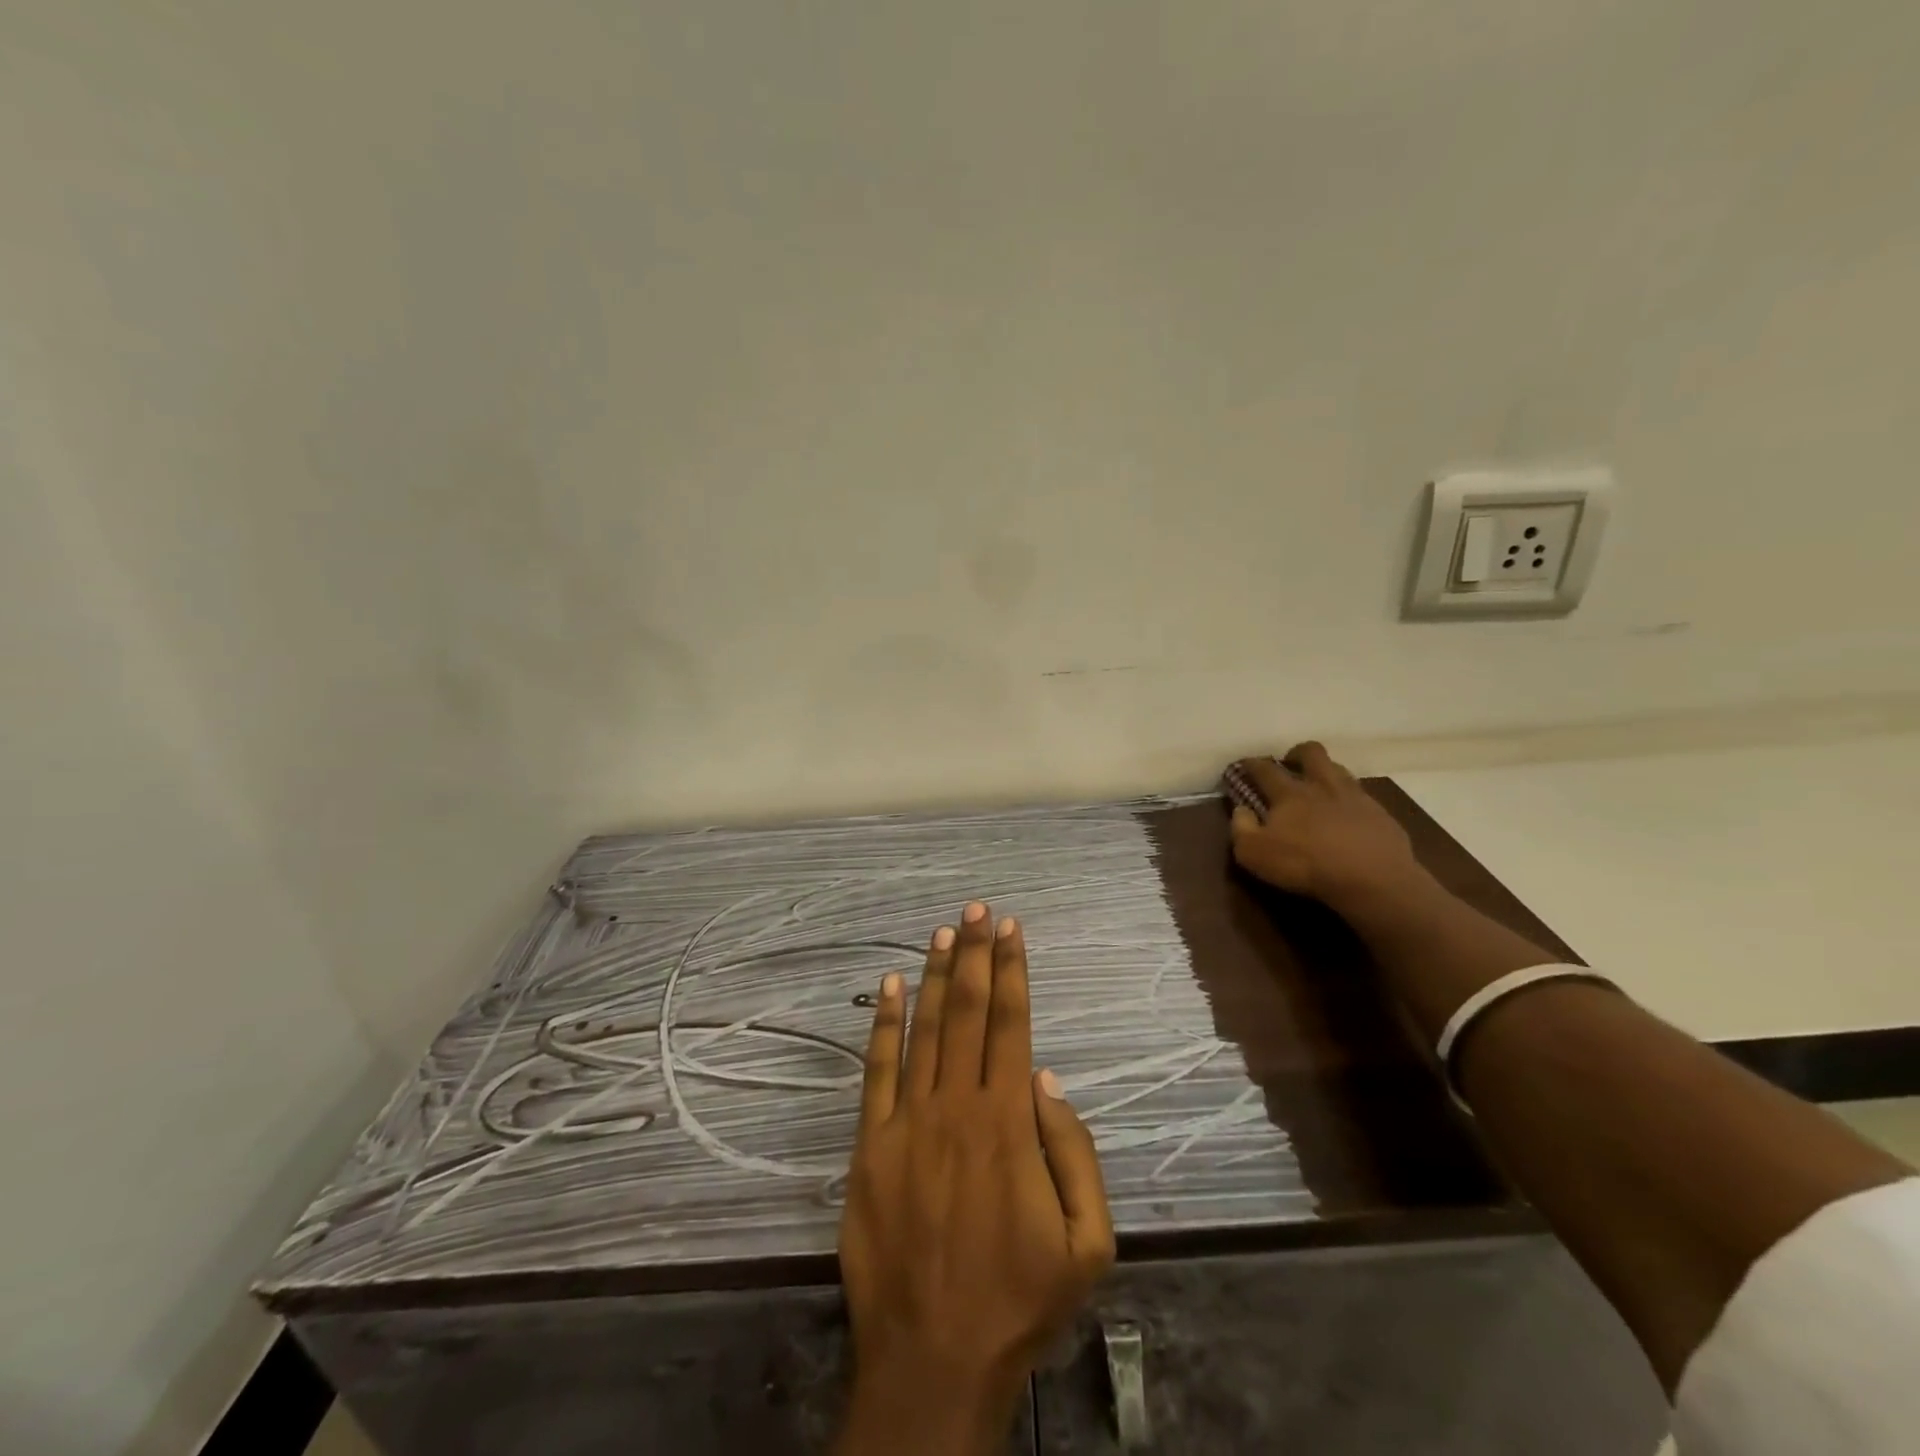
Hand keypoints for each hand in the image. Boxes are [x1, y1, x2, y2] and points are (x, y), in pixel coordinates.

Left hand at [835, 903, 1114, 1455]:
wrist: (932, 1359)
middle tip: (978, 908)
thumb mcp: (1087, 1243)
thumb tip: (1047, 1077)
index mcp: (1007, 1124)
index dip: (1013, 971)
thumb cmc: (1018, 1300)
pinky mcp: (869, 1145)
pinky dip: (882, 1023)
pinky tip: (888, 985)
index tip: (1012, 928)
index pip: (1011, 1025)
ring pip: (923, 1029)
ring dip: (934, 975)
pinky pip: (876, 1070)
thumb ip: (1075, 1153)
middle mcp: (956, 1106)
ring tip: (944, 931)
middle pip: (967, 1012)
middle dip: (976, 954)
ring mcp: (907, 1122)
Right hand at [1228, 742, 1429, 914]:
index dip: (1251, 764)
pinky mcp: (1381, 815)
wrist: (1373, 880)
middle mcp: (1323, 786)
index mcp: (1290, 793)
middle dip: (1297, 753)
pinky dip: (1350, 801)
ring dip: (1326, 772)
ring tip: (1319, 788)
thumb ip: (1241, 828)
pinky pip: (1362, 798)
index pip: (1265, 769)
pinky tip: (1348, 817)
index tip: (1243, 765)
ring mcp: (1356, 798)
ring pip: (1340, 770)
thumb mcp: (1254, 854)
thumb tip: (1241, 810)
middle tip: (1289, 765)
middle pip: (1312, 753)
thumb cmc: (1305, 865)